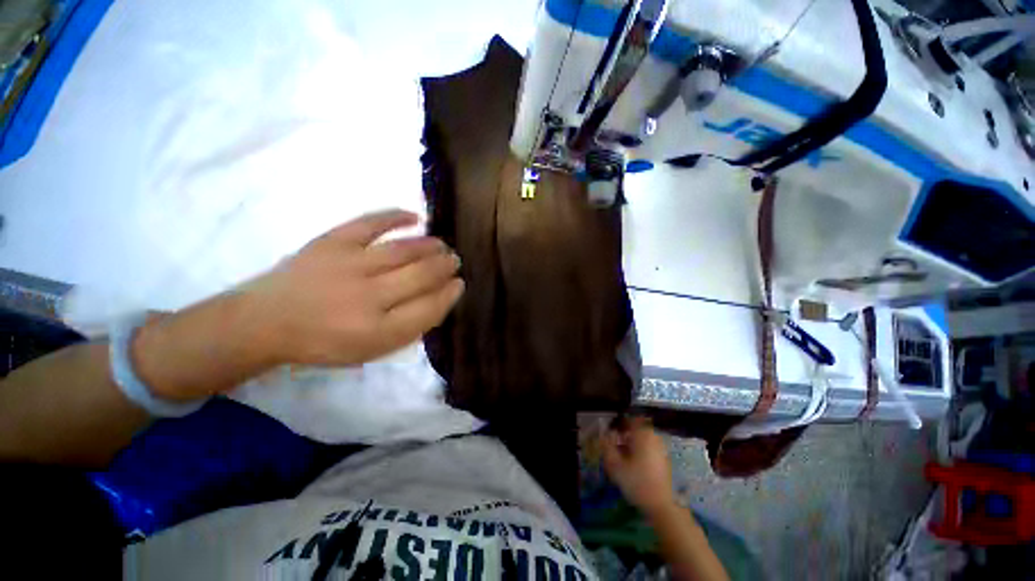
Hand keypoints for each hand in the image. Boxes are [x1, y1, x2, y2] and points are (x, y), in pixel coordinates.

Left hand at [244, 209, 463, 366]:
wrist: (266, 321)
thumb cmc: (324, 341)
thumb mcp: (370, 351)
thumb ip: (407, 329)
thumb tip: (437, 301)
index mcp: (378, 331)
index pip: (429, 308)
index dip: (449, 294)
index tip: (459, 284)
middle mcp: (368, 297)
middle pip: (421, 276)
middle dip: (445, 267)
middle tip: (454, 261)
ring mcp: (350, 265)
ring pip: (404, 250)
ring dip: (430, 246)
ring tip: (442, 245)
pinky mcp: (332, 242)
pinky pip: (371, 223)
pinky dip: (396, 217)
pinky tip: (415, 217)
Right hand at [602, 416, 676, 515]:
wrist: (663, 506)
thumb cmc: (637, 483)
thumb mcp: (615, 465)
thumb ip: (607, 446)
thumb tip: (604, 435)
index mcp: (642, 434)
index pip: (629, 419)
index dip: (619, 424)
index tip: (611, 433)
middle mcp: (654, 437)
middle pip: (636, 429)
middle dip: (625, 435)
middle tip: (616, 446)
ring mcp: (662, 448)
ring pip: (643, 439)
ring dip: (633, 444)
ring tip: (624, 457)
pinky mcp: (665, 460)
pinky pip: (650, 449)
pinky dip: (641, 452)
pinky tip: (635, 466)